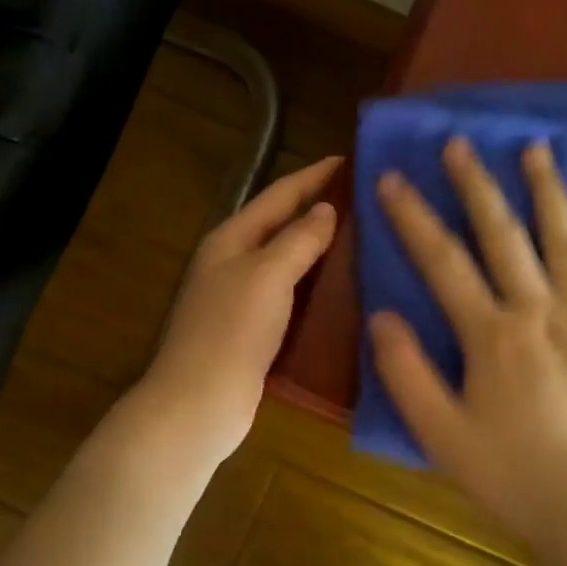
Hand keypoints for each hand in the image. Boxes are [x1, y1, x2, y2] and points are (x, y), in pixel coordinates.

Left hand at [139, 156, 342, 465]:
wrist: (198, 404)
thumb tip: (325, 210)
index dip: (313, 176)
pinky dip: (316, 288)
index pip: (278, 195)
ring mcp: (242, 299)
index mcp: (231, 239)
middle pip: (282, 227)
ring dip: (321, 251)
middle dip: (320, 211)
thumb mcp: (267, 275)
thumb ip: (298, 239)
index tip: (349, 160)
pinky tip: (346, 292)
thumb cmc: (231, 331)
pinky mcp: (254, 332)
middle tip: (367, 202)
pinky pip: (291, 297)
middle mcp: (234, 263)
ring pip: (288, 263)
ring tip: (366, 241)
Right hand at [369, 137, 566, 549]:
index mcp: (492, 334)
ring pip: (565, 239)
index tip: (390, 178)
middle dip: (475, 184)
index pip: (442, 260)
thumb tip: (381, 314)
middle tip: (459, 142)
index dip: (412, 216)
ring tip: (535, 147)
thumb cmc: (509, 475)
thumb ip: (406, 372)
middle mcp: (541, 310)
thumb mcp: (439, 433)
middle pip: (502, 234)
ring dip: (547, 190)